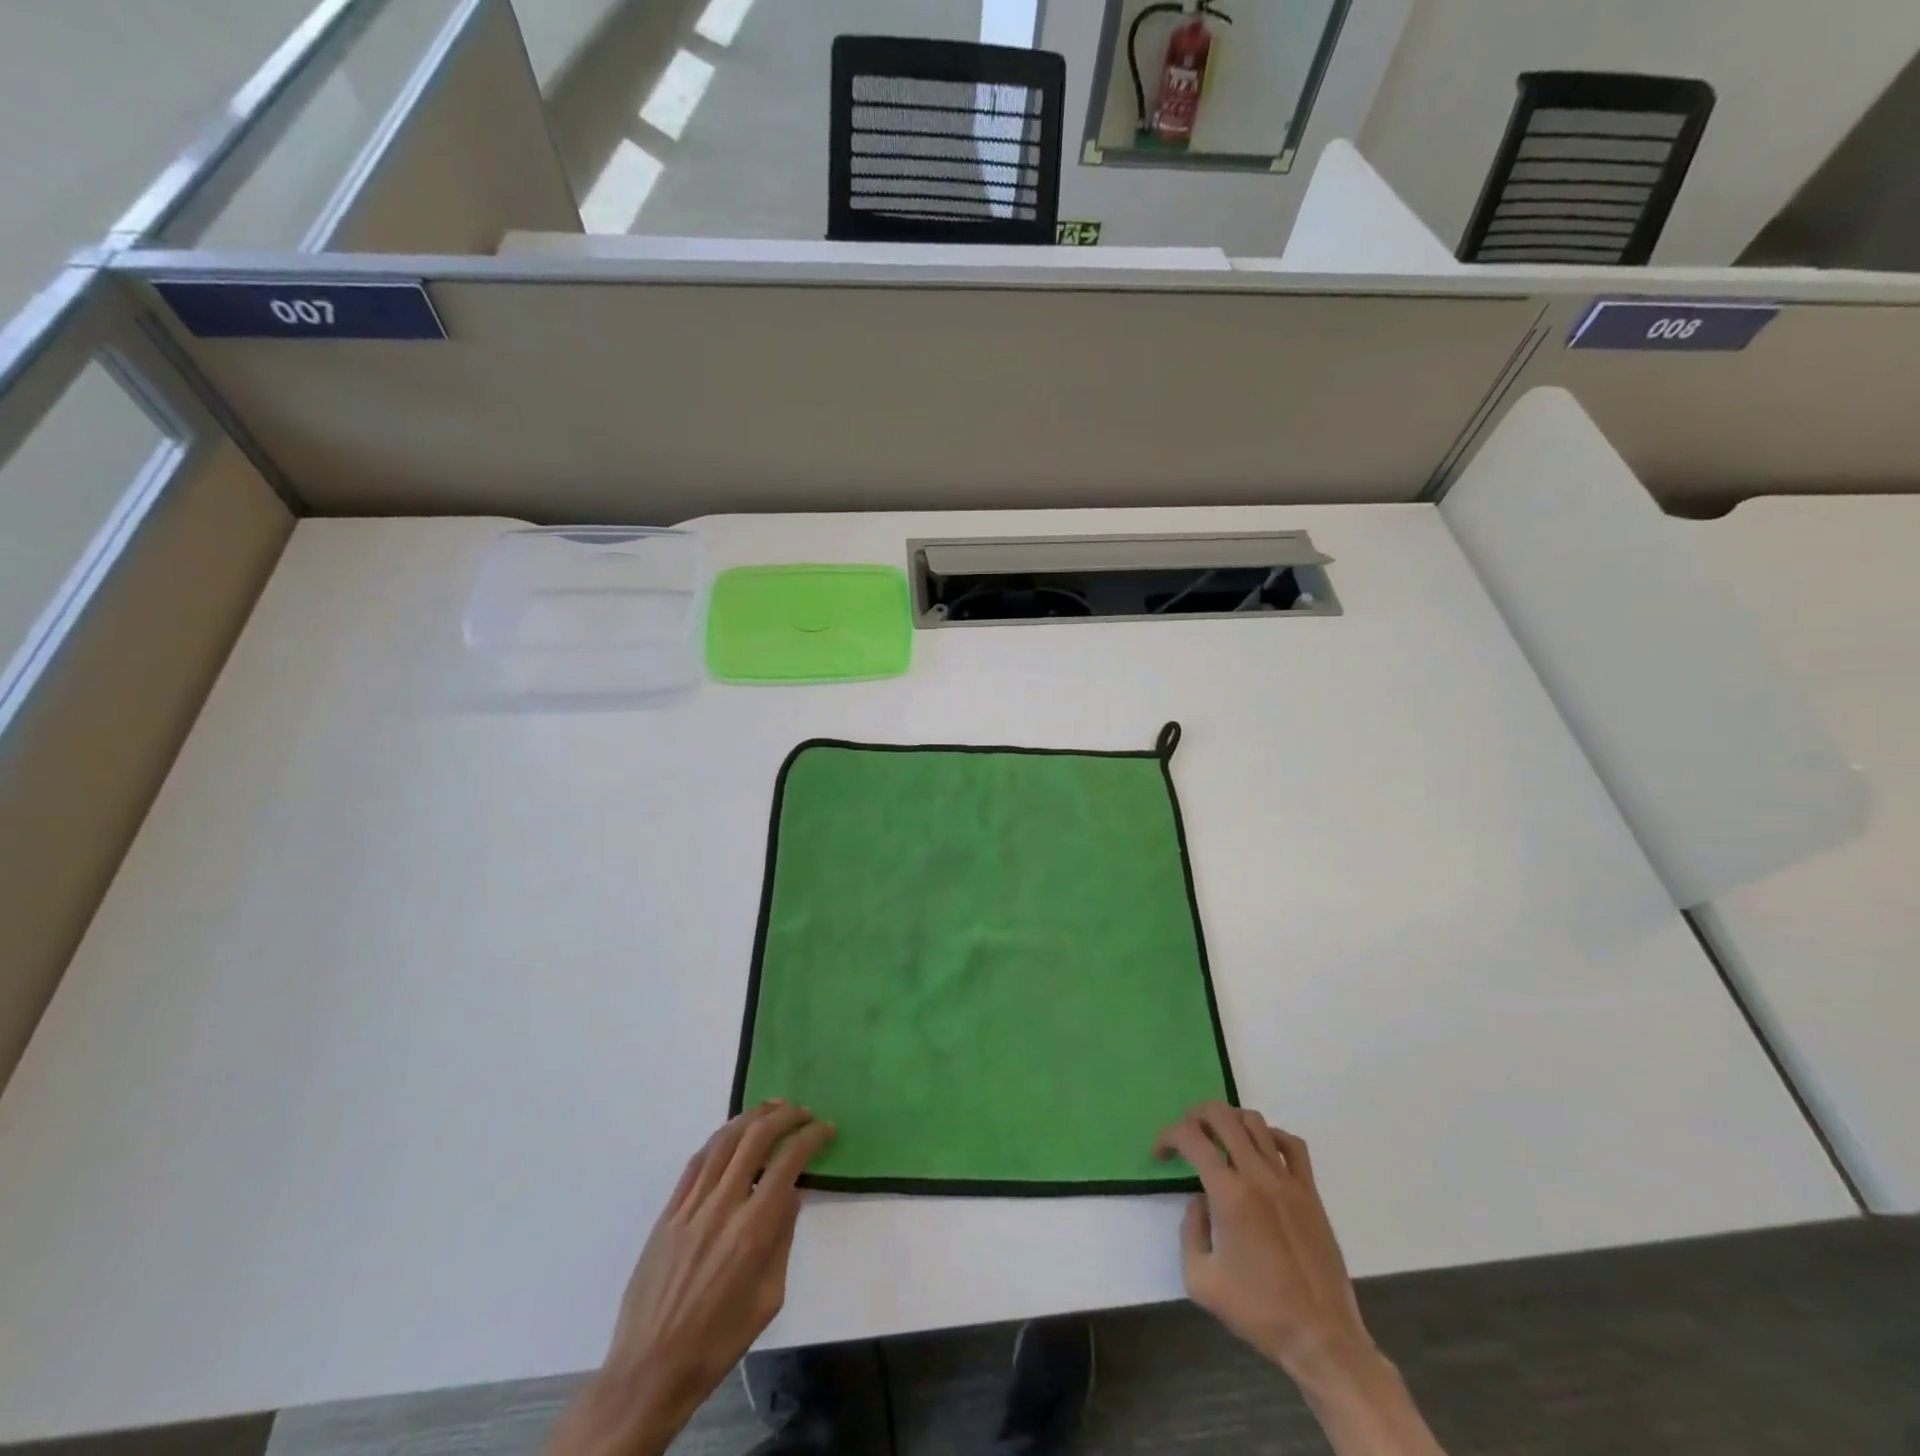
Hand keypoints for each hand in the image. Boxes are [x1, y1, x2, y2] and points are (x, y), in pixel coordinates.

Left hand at [547, 1102, 834, 1455]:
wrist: (649, 1371)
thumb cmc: (718, 1342)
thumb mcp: (768, 1298)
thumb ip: (782, 1239)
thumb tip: (791, 1194)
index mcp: (753, 1230)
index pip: (788, 1162)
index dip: (811, 1137)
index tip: (827, 1129)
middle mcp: (723, 1206)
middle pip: (756, 1138)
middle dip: (785, 1116)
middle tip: (803, 1112)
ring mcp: (691, 1206)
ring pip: (724, 1141)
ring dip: (752, 1117)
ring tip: (773, 1108)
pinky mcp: (668, 1213)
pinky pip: (696, 1162)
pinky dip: (719, 1140)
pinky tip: (732, 1135)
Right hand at [1155, 1103, 1373, 1380]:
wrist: (1321, 1338)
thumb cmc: (1259, 1311)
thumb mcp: (1200, 1280)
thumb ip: (1189, 1231)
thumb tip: (1200, 1202)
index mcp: (1229, 1194)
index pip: (1190, 1138)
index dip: (1168, 1136)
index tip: (1160, 1154)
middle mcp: (1258, 1175)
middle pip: (1222, 1115)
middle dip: (1195, 1116)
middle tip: (1187, 1137)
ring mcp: (1288, 1180)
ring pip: (1255, 1122)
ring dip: (1230, 1122)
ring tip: (1220, 1141)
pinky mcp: (1311, 1192)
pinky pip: (1291, 1144)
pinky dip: (1270, 1136)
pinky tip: (1260, 1153)